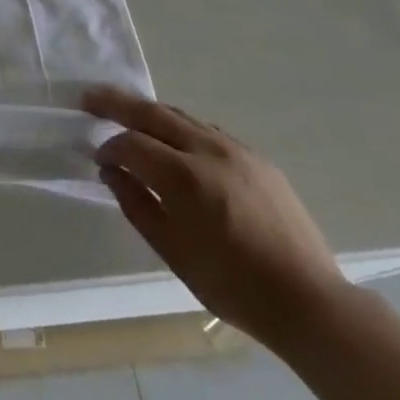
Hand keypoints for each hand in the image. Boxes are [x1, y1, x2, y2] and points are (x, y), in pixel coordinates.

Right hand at [85, 86, 348, 347]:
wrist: (309, 302)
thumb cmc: (234, 286)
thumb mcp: (173, 252)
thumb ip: (136, 205)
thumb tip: (111, 171)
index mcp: (184, 177)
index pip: (131, 143)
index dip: (108, 147)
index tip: (97, 159)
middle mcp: (208, 150)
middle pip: (152, 113)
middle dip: (117, 102)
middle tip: (89, 97)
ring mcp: (236, 150)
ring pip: (181, 116)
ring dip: (150, 112)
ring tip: (127, 113)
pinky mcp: (256, 158)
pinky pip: (208, 131)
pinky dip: (181, 128)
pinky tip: (175, 141)